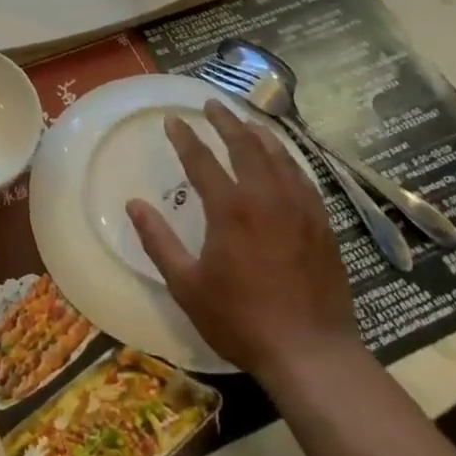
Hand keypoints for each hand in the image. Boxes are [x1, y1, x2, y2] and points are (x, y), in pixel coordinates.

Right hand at [127, 100, 358, 381]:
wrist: (310, 352)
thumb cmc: (240, 320)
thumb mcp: (187, 285)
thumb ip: (159, 241)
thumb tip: (133, 205)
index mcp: (230, 209)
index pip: (202, 160)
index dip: (185, 137)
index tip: (173, 119)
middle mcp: (266, 197)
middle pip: (245, 146)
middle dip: (225, 121)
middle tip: (212, 104)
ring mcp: (300, 208)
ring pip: (279, 157)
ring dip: (259, 134)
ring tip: (247, 122)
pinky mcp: (322, 223)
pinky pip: (302, 178)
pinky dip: (288, 160)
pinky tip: (284, 161)